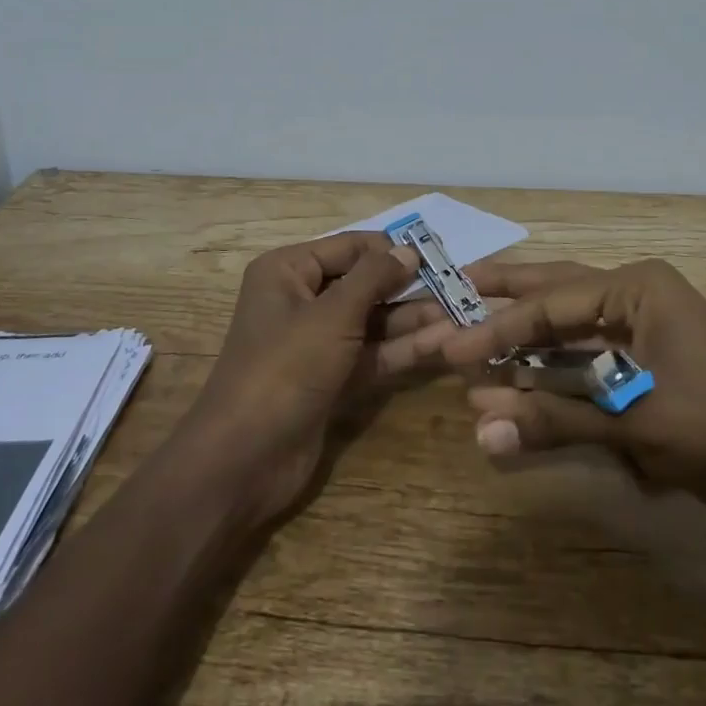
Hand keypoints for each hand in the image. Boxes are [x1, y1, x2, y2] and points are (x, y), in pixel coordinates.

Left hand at [179, 231, 439, 525]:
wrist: (244, 459)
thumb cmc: (285, 368)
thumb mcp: (332, 315)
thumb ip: (373, 277)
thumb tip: (408, 250)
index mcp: (288, 271)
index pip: (349, 247)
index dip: (390, 250)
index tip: (436, 256)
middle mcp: (301, 300)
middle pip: (363, 284)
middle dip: (407, 287)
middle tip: (458, 288)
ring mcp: (316, 343)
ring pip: (372, 321)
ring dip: (412, 319)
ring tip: (461, 314)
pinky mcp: (331, 379)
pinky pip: (371, 354)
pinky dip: (402, 349)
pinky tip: (442, 343)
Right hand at [420, 259, 705, 542]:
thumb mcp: (637, 422)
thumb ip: (555, 420)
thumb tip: (478, 430)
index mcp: (637, 288)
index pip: (550, 305)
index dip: (495, 328)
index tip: (448, 347)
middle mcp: (635, 299)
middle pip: (554, 292)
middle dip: (504, 295)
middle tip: (450, 287)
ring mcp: (641, 335)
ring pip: (568, 328)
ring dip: (524, 341)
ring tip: (471, 337)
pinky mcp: (645, 372)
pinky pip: (585, 365)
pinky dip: (552, 376)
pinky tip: (517, 385)